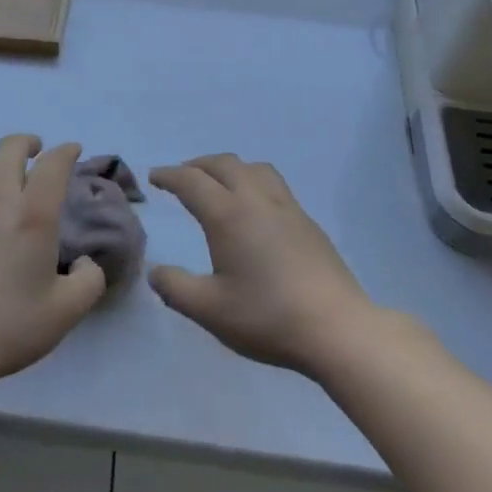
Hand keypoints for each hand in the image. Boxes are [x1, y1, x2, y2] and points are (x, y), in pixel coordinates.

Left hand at [0, 135, 106, 392]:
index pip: (53, 163)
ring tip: (3, 181)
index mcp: (32, 214)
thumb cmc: (6, 326)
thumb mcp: (66, 312)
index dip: (66, 151)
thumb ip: (89, 281)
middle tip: (35, 152)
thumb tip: (85, 262)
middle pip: (9, 148)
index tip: (72, 151)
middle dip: (26, 143)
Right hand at [148, 154, 373, 375]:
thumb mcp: (210, 310)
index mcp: (228, 214)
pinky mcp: (307, 221)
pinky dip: (252, 181)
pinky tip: (254, 208)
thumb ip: (176, 288)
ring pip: (254, 168)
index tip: (154, 177)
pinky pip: (273, 183)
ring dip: (229, 168)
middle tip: (181, 177)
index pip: (192, 181)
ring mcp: (287, 207)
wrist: (337, 327)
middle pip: (223, 164)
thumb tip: (155, 272)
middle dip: (197, 165)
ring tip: (218, 184)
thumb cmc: (267, 317)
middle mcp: (256, 199)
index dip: (169, 176)